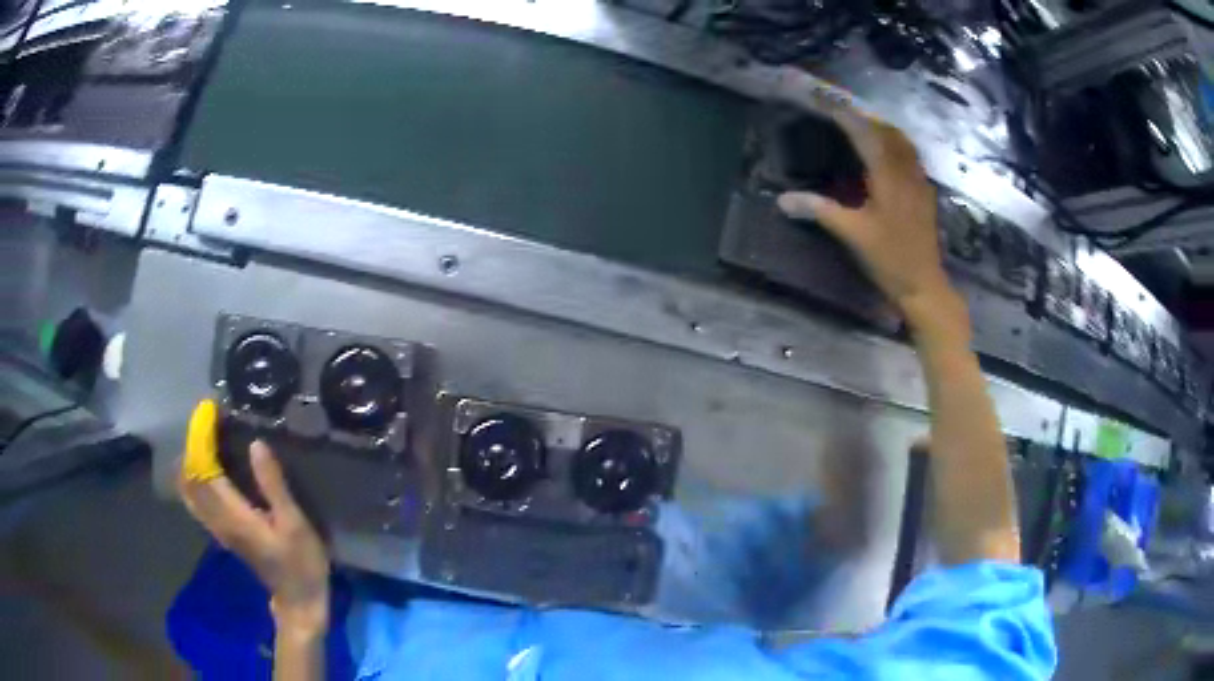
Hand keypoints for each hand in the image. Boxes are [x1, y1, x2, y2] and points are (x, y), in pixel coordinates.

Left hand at [178, 437, 330, 634]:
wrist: (298, 599)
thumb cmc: (301, 562)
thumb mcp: (295, 523)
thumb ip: (273, 484)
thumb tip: (256, 444)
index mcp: (233, 514)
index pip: (204, 469)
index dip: (202, 438)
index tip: (210, 411)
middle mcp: (218, 520)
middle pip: (189, 478)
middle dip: (192, 444)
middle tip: (207, 420)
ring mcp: (218, 528)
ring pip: (189, 490)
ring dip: (190, 460)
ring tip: (204, 438)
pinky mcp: (222, 533)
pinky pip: (196, 500)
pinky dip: (194, 477)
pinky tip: (204, 467)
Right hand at [777, 99, 953, 323]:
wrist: (924, 286)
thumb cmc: (889, 260)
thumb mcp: (853, 235)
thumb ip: (821, 211)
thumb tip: (782, 199)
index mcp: (887, 177)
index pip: (864, 133)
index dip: (843, 114)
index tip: (824, 98)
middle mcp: (906, 171)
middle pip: (886, 130)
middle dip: (864, 115)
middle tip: (841, 109)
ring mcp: (919, 182)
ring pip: (902, 142)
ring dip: (881, 127)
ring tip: (862, 124)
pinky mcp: (925, 193)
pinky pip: (911, 157)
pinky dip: (896, 144)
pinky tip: (886, 152)